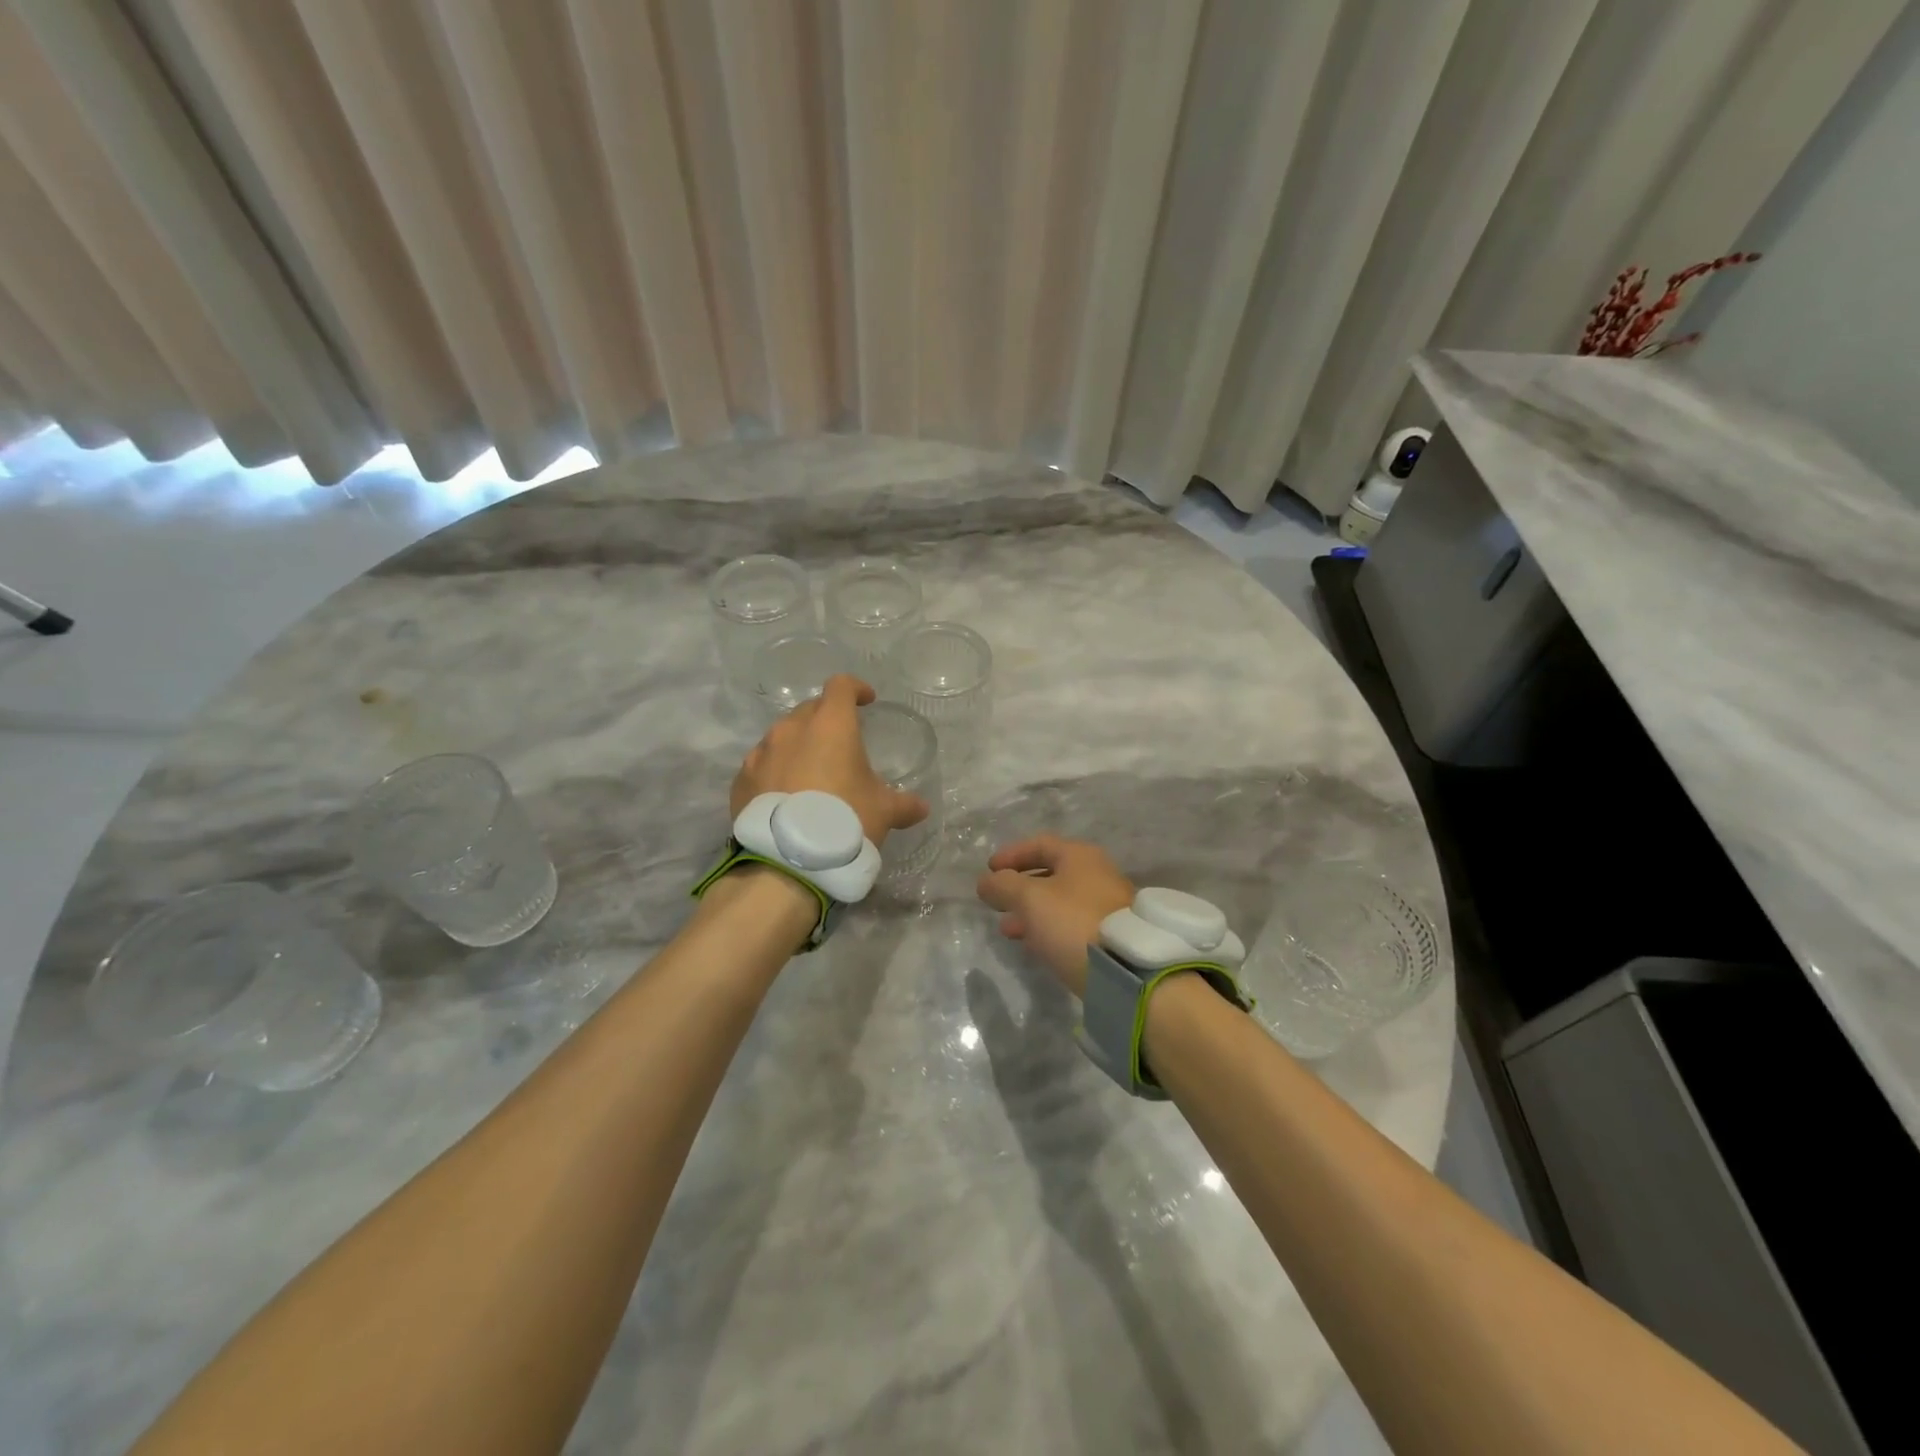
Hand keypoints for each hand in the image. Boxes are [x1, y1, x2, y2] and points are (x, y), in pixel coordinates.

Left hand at [730, 674, 928, 845]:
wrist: (788, 861)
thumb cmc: (845, 821)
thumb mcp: (884, 812)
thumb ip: (904, 804)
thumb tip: (921, 808)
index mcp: (830, 725)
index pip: (841, 686)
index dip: (856, 689)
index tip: (866, 701)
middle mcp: (791, 729)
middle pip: (810, 709)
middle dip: (826, 719)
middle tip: (841, 743)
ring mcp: (761, 753)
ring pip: (782, 736)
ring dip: (798, 746)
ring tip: (811, 772)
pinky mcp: (741, 779)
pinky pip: (762, 765)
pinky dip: (775, 771)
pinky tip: (785, 796)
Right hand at [976, 836, 1134, 997]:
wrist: (1126, 969)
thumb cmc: (1073, 921)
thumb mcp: (1030, 899)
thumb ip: (1003, 886)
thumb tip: (986, 881)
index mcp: (1079, 856)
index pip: (1039, 844)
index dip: (1011, 855)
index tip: (989, 870)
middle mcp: (1096, 874)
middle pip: (1049, 873)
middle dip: (1018, 887)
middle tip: (996, 901)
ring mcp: (1105, 905)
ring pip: (1058, 901)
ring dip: (1030, 911)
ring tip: (1007, 929)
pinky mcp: (1108, 934)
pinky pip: (1070, 923)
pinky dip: (1047, 928)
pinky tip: (1033, 944)